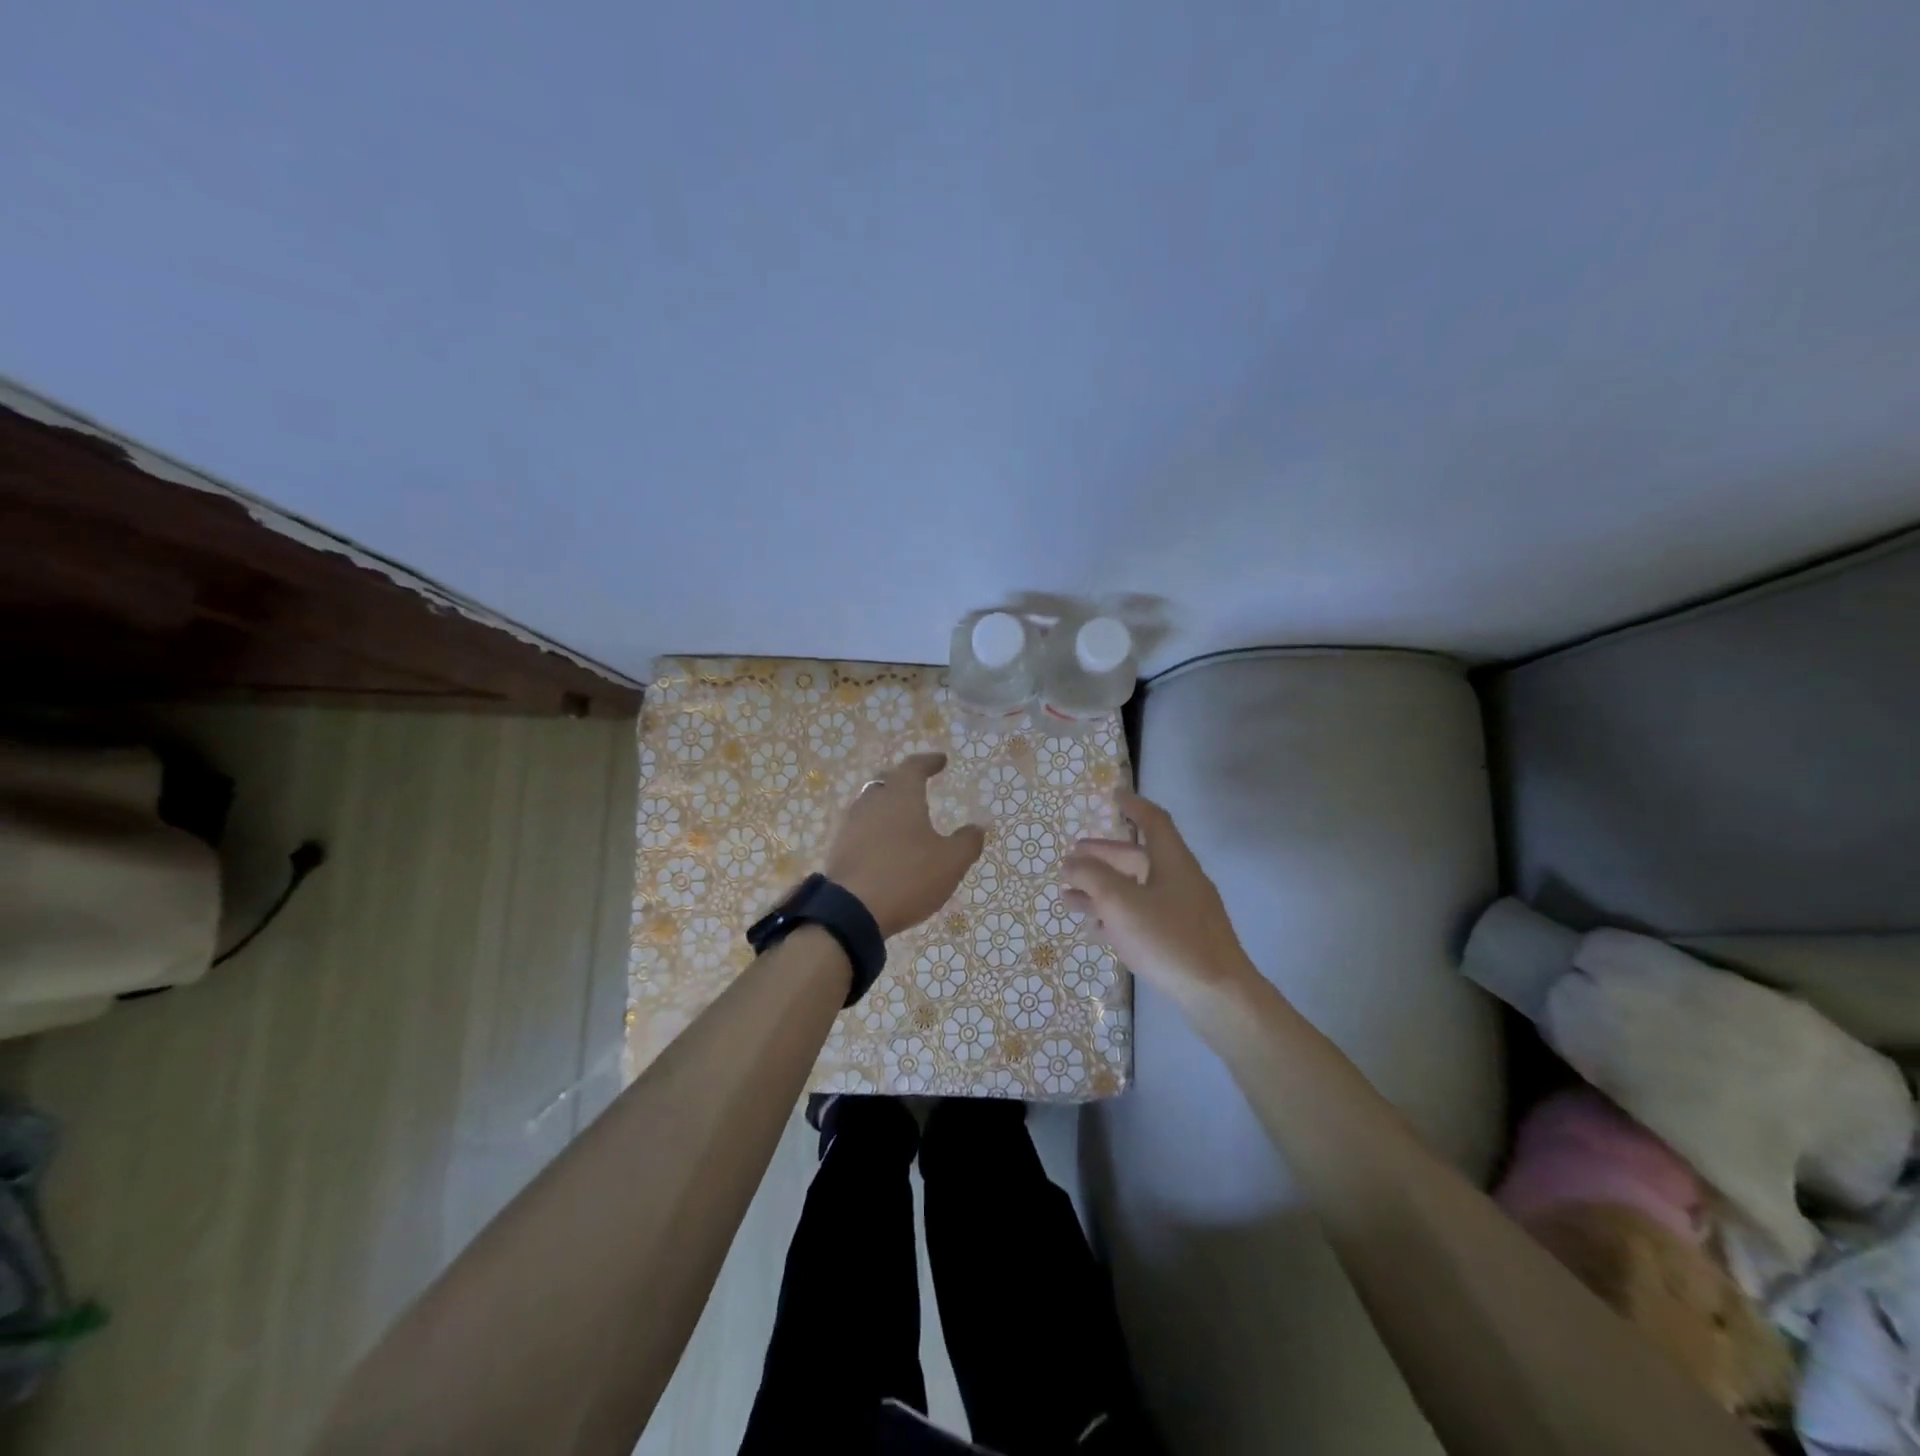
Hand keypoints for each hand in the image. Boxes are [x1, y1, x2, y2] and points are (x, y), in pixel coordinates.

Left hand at [825, 754, 985, 938]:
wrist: (851, 911)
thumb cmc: (907, 877)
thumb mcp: (950, 862)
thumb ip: (967, 842)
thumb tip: (976, 828)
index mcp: (901, 795)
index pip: (914, 767)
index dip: (929, 762)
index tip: (941, 760)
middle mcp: (872, 802)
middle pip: (887, 781)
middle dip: (904, 780)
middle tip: (918, 784)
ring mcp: (851, 825)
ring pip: (871, 804)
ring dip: (888, 806)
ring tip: (903, 817)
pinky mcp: (839, 849)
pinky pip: (861, 829)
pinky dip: (876, 829)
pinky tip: (885, 845)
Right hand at [1062, 787, 1252, 995]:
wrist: (1217, 994)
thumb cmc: (1168, 938)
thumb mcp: (1121, 902)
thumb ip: (1092, 877)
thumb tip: (1072, 863)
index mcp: (1172, 861)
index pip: (1153, 821)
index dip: (1133, 806)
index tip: (1113, 796)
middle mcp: (1179, 880)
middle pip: (1138, 858)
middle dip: (1103, 856)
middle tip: (1072, 858)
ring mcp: (1182, 911)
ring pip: (1136, 890)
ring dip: (1102, 890)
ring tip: (1068, 898)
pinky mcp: (1180, 939)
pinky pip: (1142, 916)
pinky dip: (1116, 915)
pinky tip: (1094, 928)